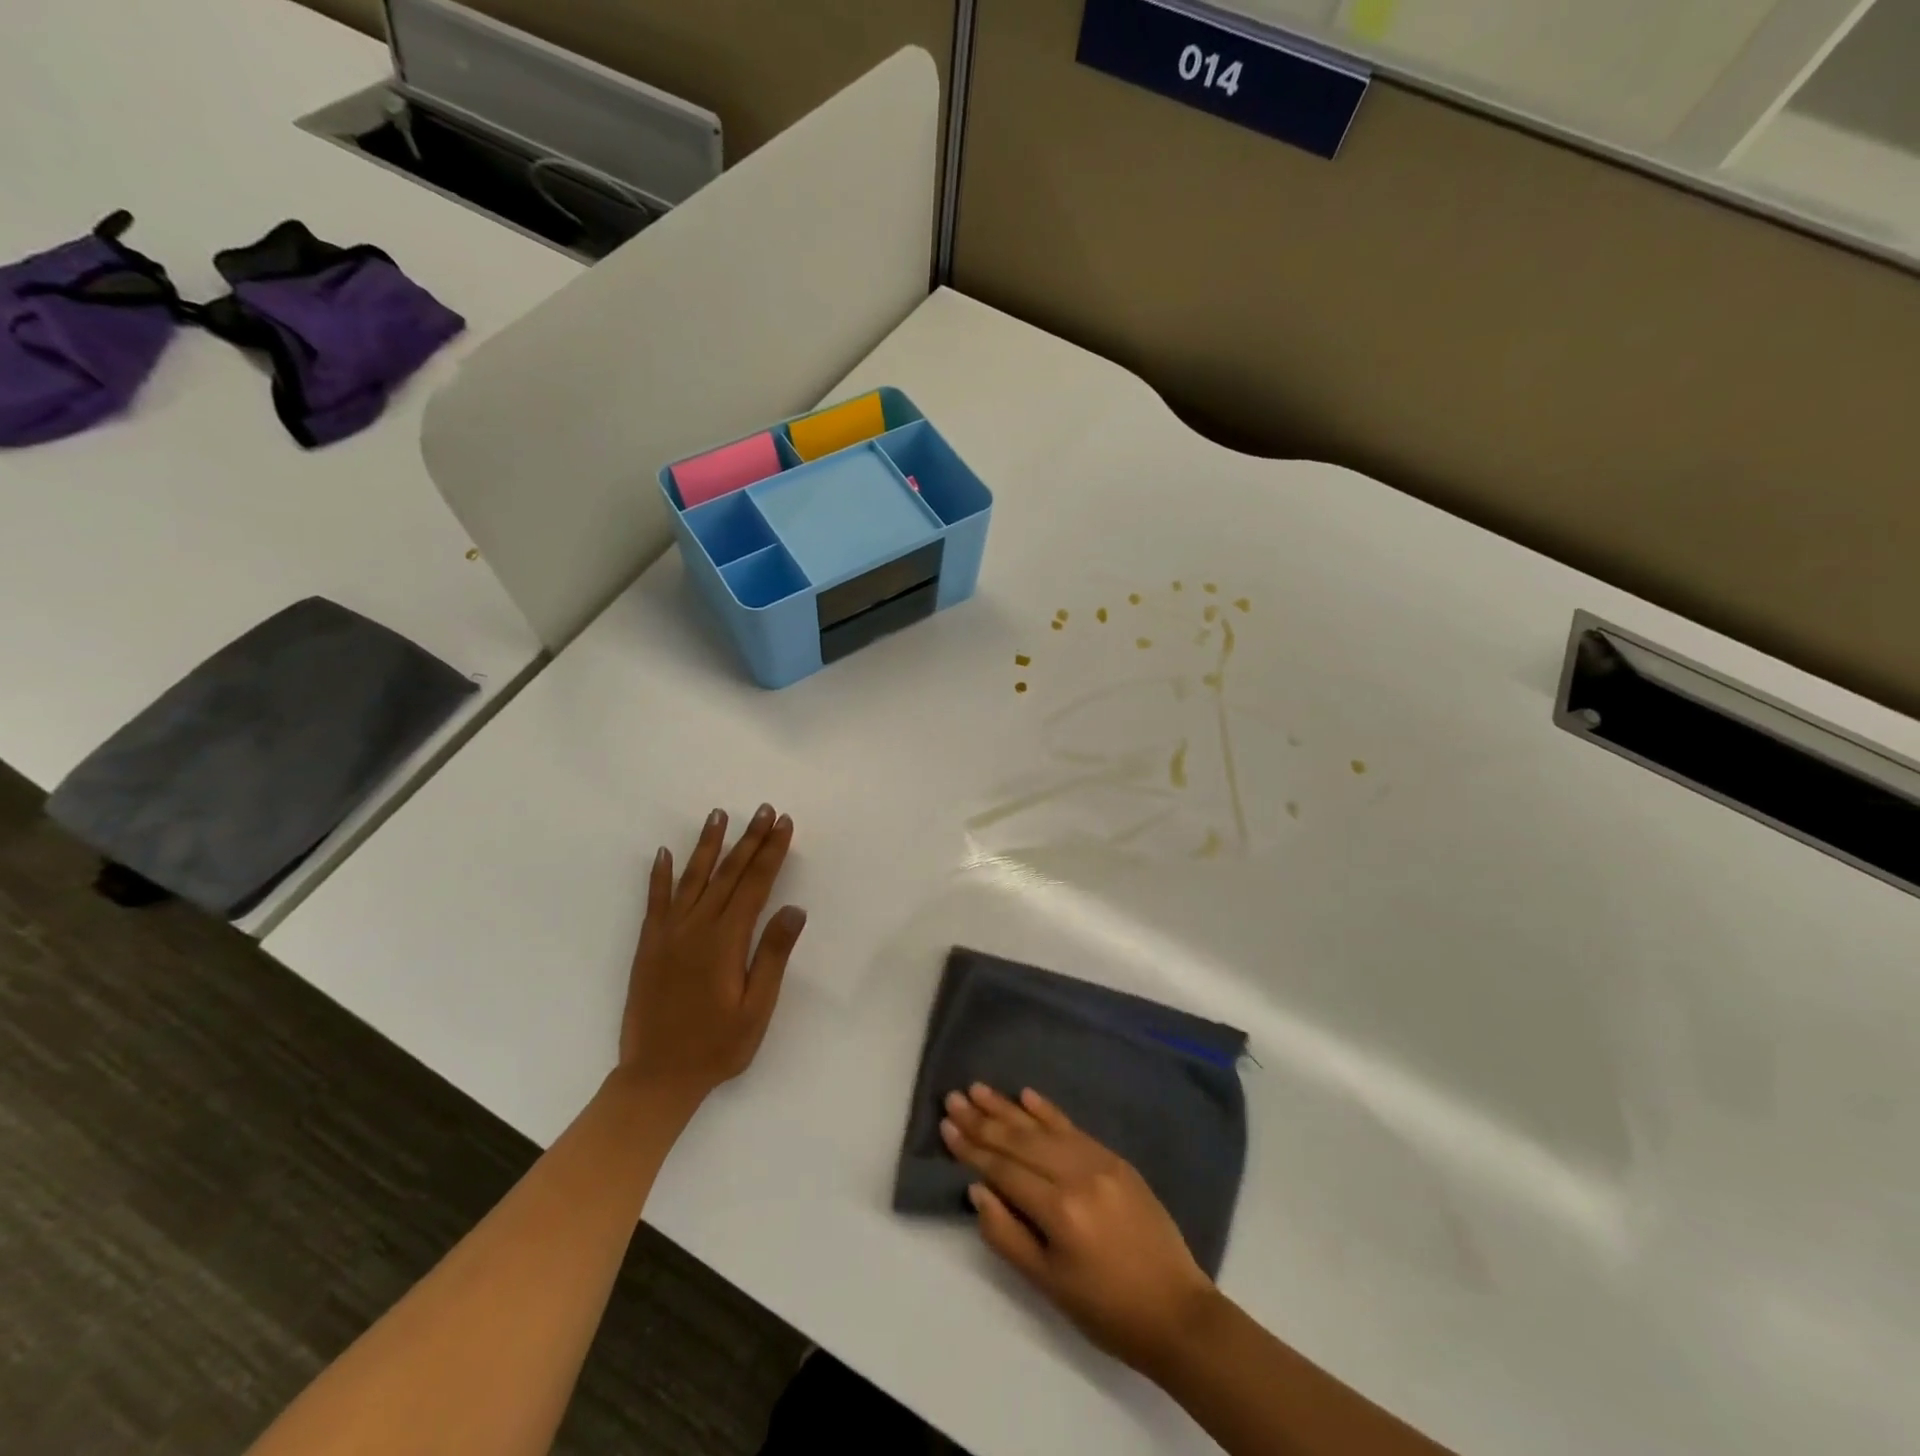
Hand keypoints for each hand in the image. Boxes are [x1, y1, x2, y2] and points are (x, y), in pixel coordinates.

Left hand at [619, 805, 805, 1112]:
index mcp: (726, 941)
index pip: (755, 884)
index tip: (783, 823)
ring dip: (708, 845)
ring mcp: (668, 934)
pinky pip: (655, 901)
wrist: (656, 1078)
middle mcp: (696, 927)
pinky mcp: (649, 945)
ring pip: (692, 878)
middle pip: (728, 873)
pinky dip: (659, 875)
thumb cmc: (716, 1046)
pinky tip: (664, 853)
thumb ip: (773, 956)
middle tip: (762, 809)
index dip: (771, 852)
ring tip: (718, 816)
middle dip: (749, 839)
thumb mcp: (756, 1008)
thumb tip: (793, 909)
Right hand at [941, 1084, 1217, 1374]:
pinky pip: (1074, 1128)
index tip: (946, 1126)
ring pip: (1044, 1128)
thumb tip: (977, 1189)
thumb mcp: (1048, 1285)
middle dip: (983, 1119)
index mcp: (1059, 1209)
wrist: (1177, 1312)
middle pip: (1020, 1141)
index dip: (972, 1149)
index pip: (1004, 1169)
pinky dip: (1048, 1111)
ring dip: (1008, 1108)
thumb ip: (1007, 1234)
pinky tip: (1027, 1095)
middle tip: (954, 1097)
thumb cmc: (1106, 1310)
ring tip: (979, 1089)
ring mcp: (1100, 1161)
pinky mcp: (1116, 1159)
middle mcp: (1077, 1174)